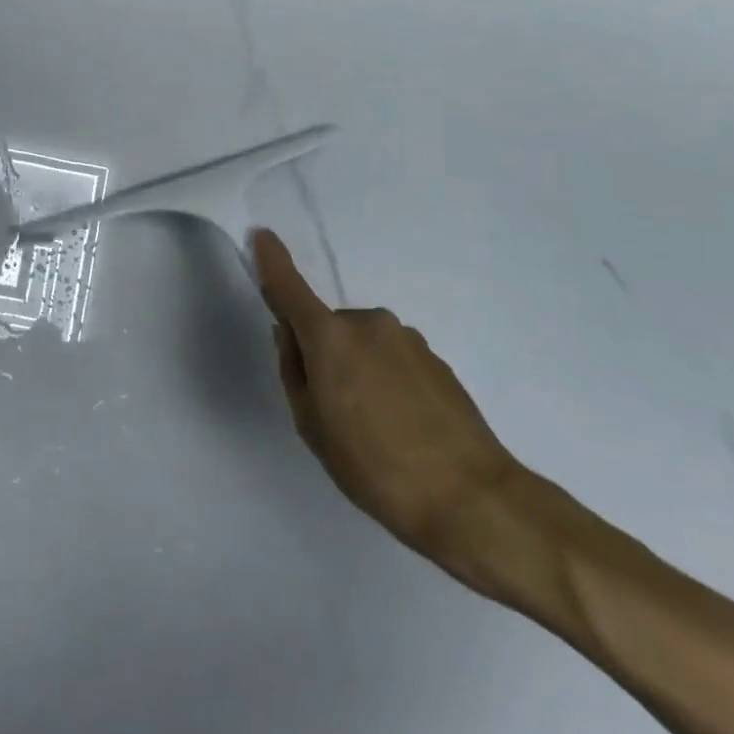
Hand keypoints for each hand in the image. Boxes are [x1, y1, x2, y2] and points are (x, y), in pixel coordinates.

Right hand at [256, 229, 525, 576]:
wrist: (471, 498)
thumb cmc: (373, 465)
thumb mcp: (312, 425)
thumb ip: (295, 371)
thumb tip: (291, 335)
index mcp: (330, 336)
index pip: (290, 287)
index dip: (272, 260)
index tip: (262, 235)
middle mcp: (368, 323)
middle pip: (329, 328)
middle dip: (324, 354)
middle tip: (334, 410)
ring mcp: (407, 339)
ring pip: (363, 345)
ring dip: (359, 369)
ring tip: (376, 428)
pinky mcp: (436, 359)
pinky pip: (394, 360)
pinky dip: (388, 381)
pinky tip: (404, 427)